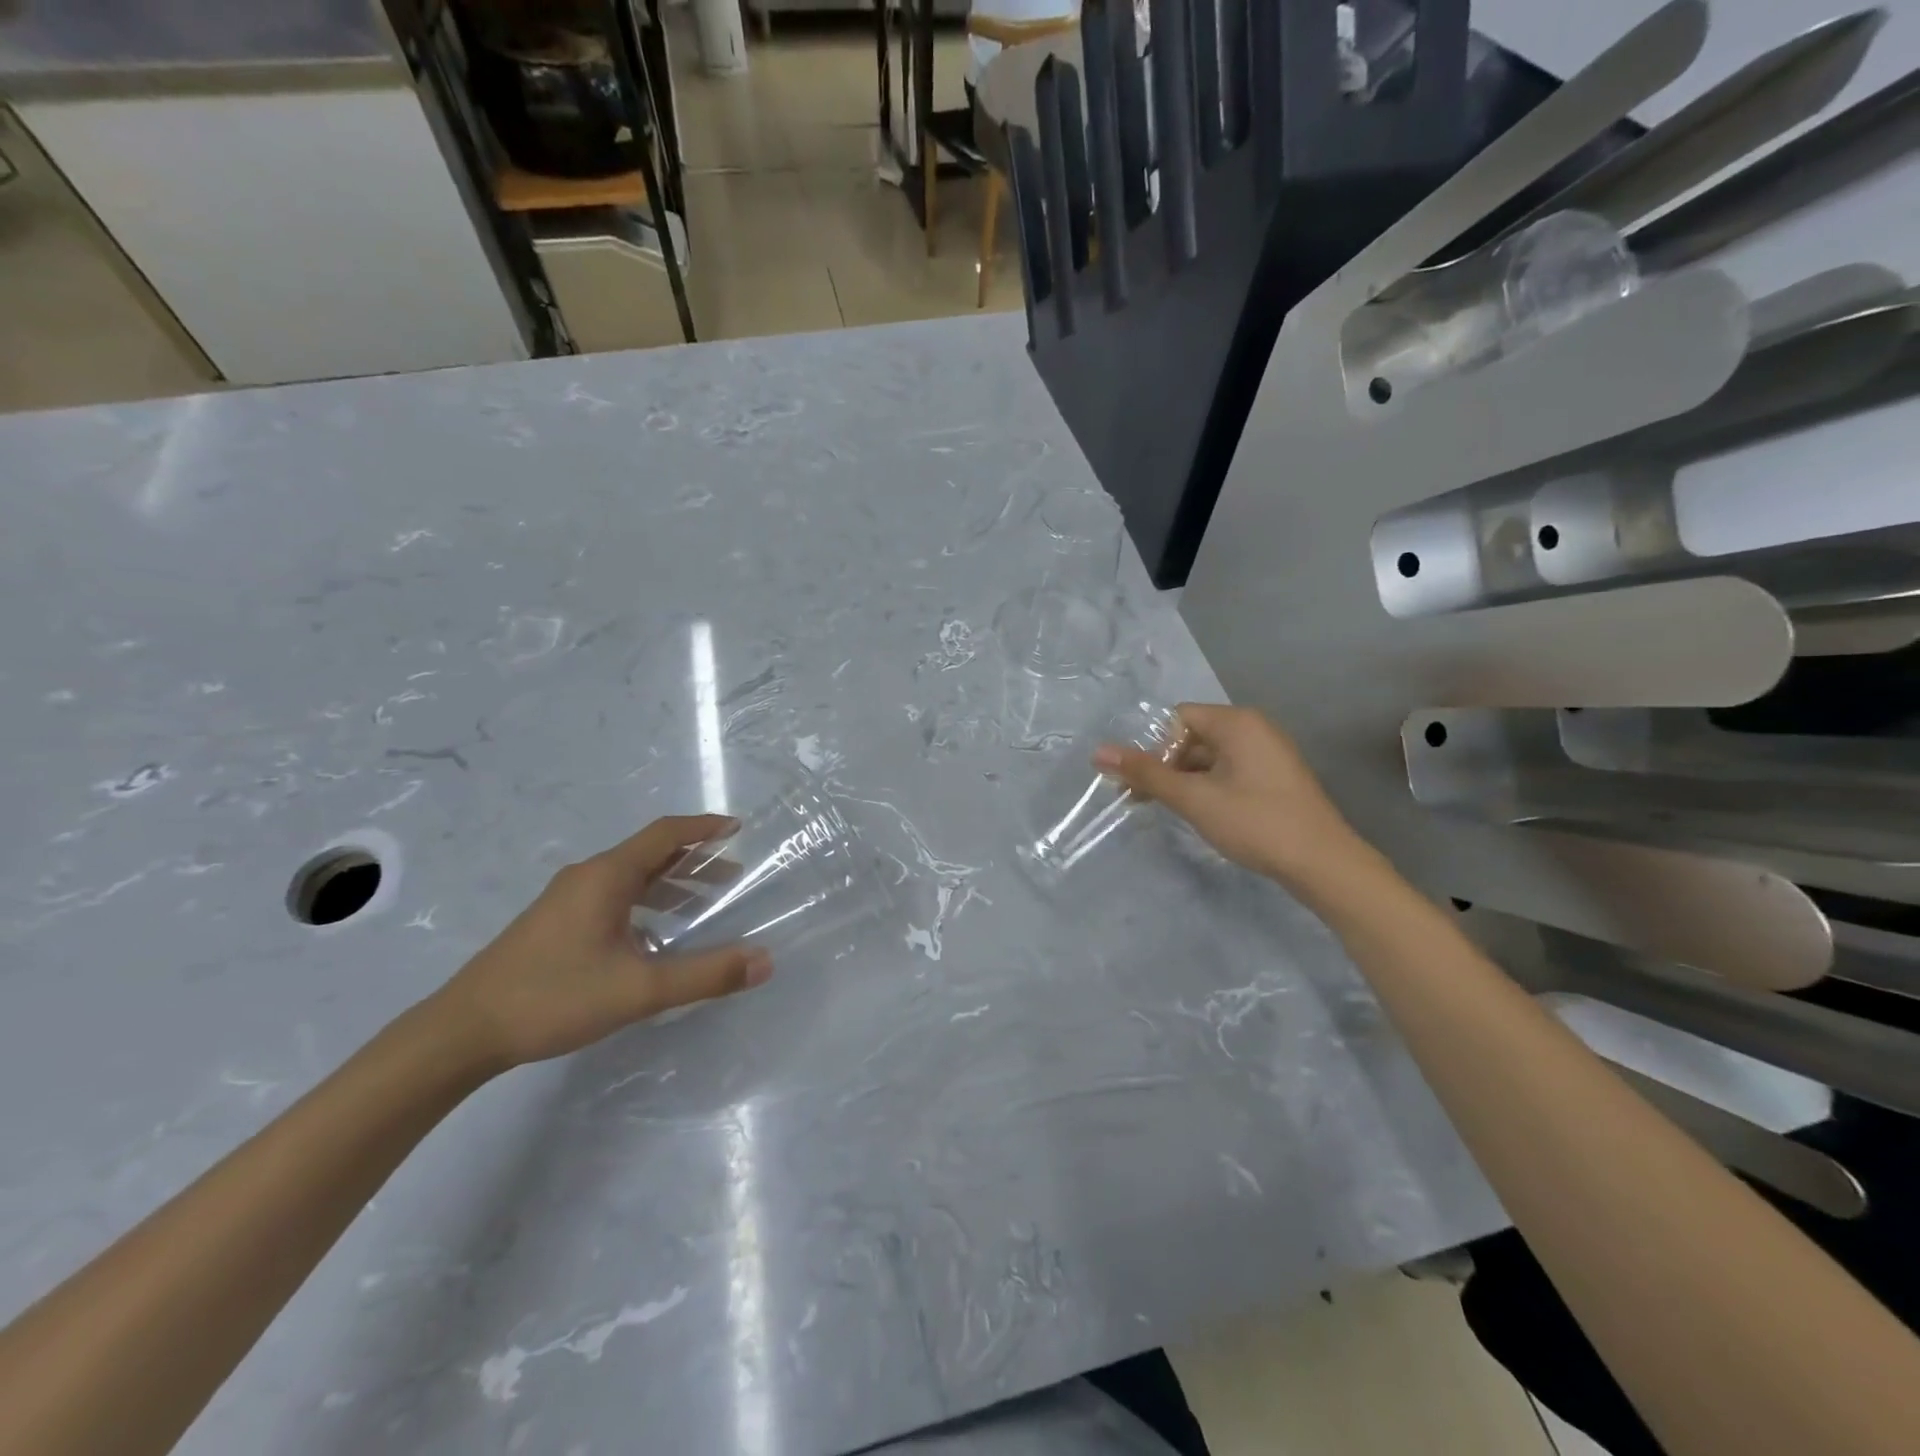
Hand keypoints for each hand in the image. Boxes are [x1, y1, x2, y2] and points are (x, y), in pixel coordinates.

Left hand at [432, 816, 771, 1072]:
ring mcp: (567, 900)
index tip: (738, 829)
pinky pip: (613, 897)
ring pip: (631, 878)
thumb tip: (765, 960)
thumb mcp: (640, 989)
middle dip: (694, 860)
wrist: (462, 1032)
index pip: (666, 834)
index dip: (704, 828)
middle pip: (650, 853)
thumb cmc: (554, 997)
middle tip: (732, 874)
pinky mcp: (555, 923)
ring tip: (703, 904)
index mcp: (607, 876)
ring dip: (670, 884)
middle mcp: (588, 877)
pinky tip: (655, 938)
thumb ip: (706, 975)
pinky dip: (646, 904)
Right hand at [1094, 703, 1364, 887]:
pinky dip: (1206, 787)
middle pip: (1192, 737)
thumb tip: (1098, 752)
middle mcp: (1254, 729)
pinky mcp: (1274, 778)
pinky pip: (1228, 772)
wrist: (1323, 864)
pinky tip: (1198, 813)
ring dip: (1183, 780)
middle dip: (1163, 765)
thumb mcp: (1193, 798)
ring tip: (1164, 809)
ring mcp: (1268, 754)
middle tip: (1140, 799)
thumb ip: (1146, 773)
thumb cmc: (1255, 822)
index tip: (1140, 781)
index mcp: (1236, 722)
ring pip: (1209, 758)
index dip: (1152, 747)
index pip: (1177, 718)